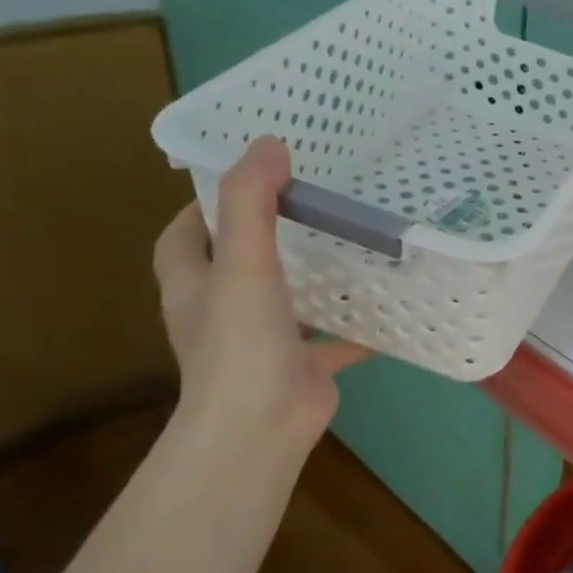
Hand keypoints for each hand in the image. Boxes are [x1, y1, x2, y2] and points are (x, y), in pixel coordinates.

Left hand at [152, 136, 369, 453]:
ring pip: (288, 298)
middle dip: (270, 233)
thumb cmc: (241, 343)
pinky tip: (387, 306)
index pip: (185, 234)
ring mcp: (262, 341)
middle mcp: (222, 311)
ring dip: (313, 276)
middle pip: (239, 262)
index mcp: (194, 285)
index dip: (206, 204)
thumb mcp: (243, 263)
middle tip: (315, 201)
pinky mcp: (300, 365)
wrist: (260, 428)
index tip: (250, 178)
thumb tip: (268, 144)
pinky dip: (353, 325)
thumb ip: (251, 202)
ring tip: (353, 242)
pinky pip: (330, 337)